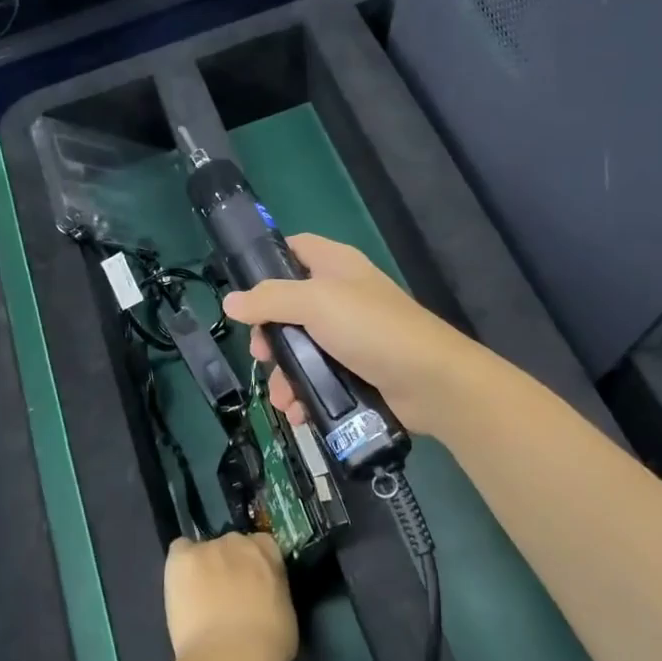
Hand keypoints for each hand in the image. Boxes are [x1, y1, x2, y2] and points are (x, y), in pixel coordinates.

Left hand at [164, 531, 296, 660]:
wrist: (229, 660)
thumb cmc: (267, 645)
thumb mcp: (285, 613)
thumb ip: (273, 593)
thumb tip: (264, 596)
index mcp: (268, 552)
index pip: (262, 546)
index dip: (255, 566)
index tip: (252, 585)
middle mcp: (238, 541)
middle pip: (231, 546)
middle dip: (229, 565)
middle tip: (225, 595)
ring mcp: (208, 548)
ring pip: (203, 552)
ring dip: (204, 569)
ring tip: (199, 600)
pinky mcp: (181, 559)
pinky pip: (179, 551)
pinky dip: (180, 566)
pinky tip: (181, 588)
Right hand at [221, 234, 484, 438]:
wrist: (431, 381)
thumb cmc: (372, 329)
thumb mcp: (316, 303)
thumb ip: (270, 299)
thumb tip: (230, 301)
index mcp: (336, 265)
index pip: (295, 248)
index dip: (268, 262)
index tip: (243, 289)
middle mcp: (342, 296)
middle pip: (289, 307)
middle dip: (269, 335)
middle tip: (261, 355)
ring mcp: (350, 335)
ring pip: (301, 348)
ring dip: (285, 374)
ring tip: (282, 398)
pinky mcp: (356, 370)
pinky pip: (319, 377)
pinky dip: (305, 393)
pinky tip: (298, 411)